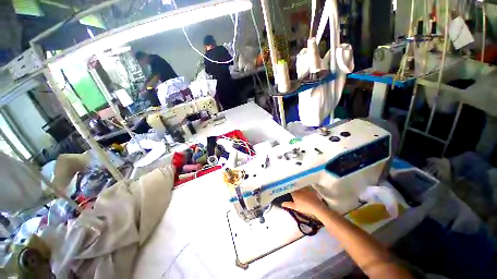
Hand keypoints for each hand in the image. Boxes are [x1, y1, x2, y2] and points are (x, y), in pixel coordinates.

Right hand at [282, 187, 329, 217]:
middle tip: (293, 188)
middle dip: (293, 186)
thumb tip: (282, 203)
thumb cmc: (305, 207)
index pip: (290, 188)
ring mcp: (305, 187)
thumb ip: (289, 204)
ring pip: (300, 184)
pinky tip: (306, 188)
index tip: (288, 189)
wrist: (316, 206)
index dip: (289, 188)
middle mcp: (299, 188)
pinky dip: (305, 186)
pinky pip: (306, 185)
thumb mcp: (296, 207)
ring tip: (299, 187)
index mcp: (294, 192)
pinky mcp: (311, 187)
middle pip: (295, 186)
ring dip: (299, 185)